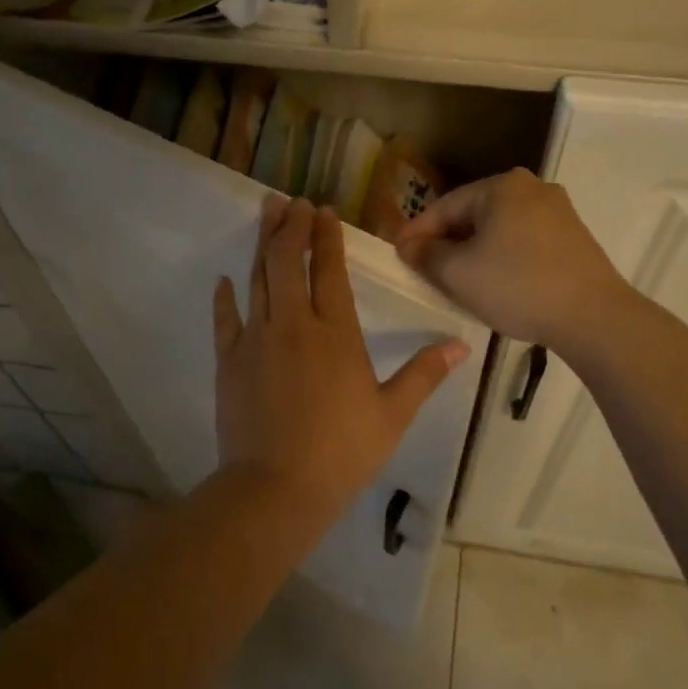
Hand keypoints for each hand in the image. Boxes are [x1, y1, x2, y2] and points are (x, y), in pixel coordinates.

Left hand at [214, 197, 469, 510]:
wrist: (276, 488)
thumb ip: (424, 374)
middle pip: (287, 262)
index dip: (326, 238)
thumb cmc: (342, 451)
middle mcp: (294, 324)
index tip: (323, 211)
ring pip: (258, 279)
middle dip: (290, 227)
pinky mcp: (230, 361)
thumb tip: (462, 344)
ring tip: (266, 213)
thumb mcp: (393, 414)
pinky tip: (226, 279)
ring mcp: (256, 339)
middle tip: (291, 201)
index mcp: (336, 333)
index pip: (329, 271)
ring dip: (262, 244)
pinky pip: (226, 319)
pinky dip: (226, 297)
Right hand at [395, 169, 630, 353]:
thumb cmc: (517, 286)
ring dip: (475, 250)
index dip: (417, 231)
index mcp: (502, 186)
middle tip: (425, 268)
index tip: (398, 254)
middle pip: (473, 214)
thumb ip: (426, 255)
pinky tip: (496, 281)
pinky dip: (503, 256)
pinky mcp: (573, 236)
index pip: (445, 206)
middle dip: (447, 241)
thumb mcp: (459, 273)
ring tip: (458, 279)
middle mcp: (532, 187)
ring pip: (499, 228)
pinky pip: (523, 240)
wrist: (593, 316)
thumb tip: (409, 246)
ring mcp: (558, 211)